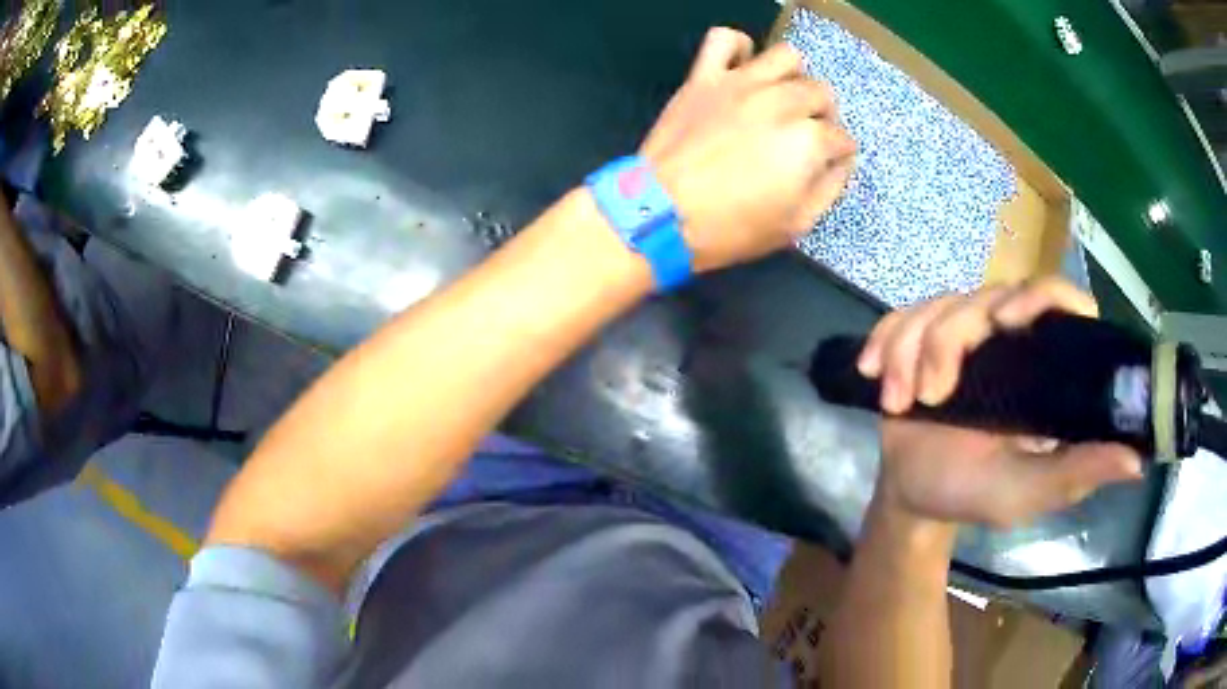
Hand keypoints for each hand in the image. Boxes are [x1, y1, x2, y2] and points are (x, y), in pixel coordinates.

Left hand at [640, 28, 855, 272]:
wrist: (660, 212)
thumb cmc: (732, 228)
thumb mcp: (796, 224)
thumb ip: (828, 188)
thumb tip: (840, 162)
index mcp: (808, 141)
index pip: (841, 139)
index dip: (838, 155)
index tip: (825, 165)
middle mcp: (781, 102)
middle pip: (820, 93)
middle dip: (822, 116)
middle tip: (805, 135)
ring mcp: (741, 84)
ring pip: (786, 56)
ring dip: (793, 76)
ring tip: (781, 98)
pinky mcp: (705, 77)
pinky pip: (724, 39)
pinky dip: (737, 46)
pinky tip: (741, 68)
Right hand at [857, 278, 1144, 528]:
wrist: (911, 497)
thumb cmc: (973, 495)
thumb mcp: (1028, 492)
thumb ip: (1076, 473)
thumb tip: (1137, 459)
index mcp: (1042, 366)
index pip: (1057, 300)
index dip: (1039, 297)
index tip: (1008, 322)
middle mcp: (1006, 338)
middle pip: (984, 298)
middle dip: (947, 342)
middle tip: (930, 396)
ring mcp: (963, 334)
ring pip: (938, 307)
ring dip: (911, 352)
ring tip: (900, 403)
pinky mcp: (921, 338)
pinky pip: (901, 318)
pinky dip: (885, 344)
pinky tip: (875, 376)